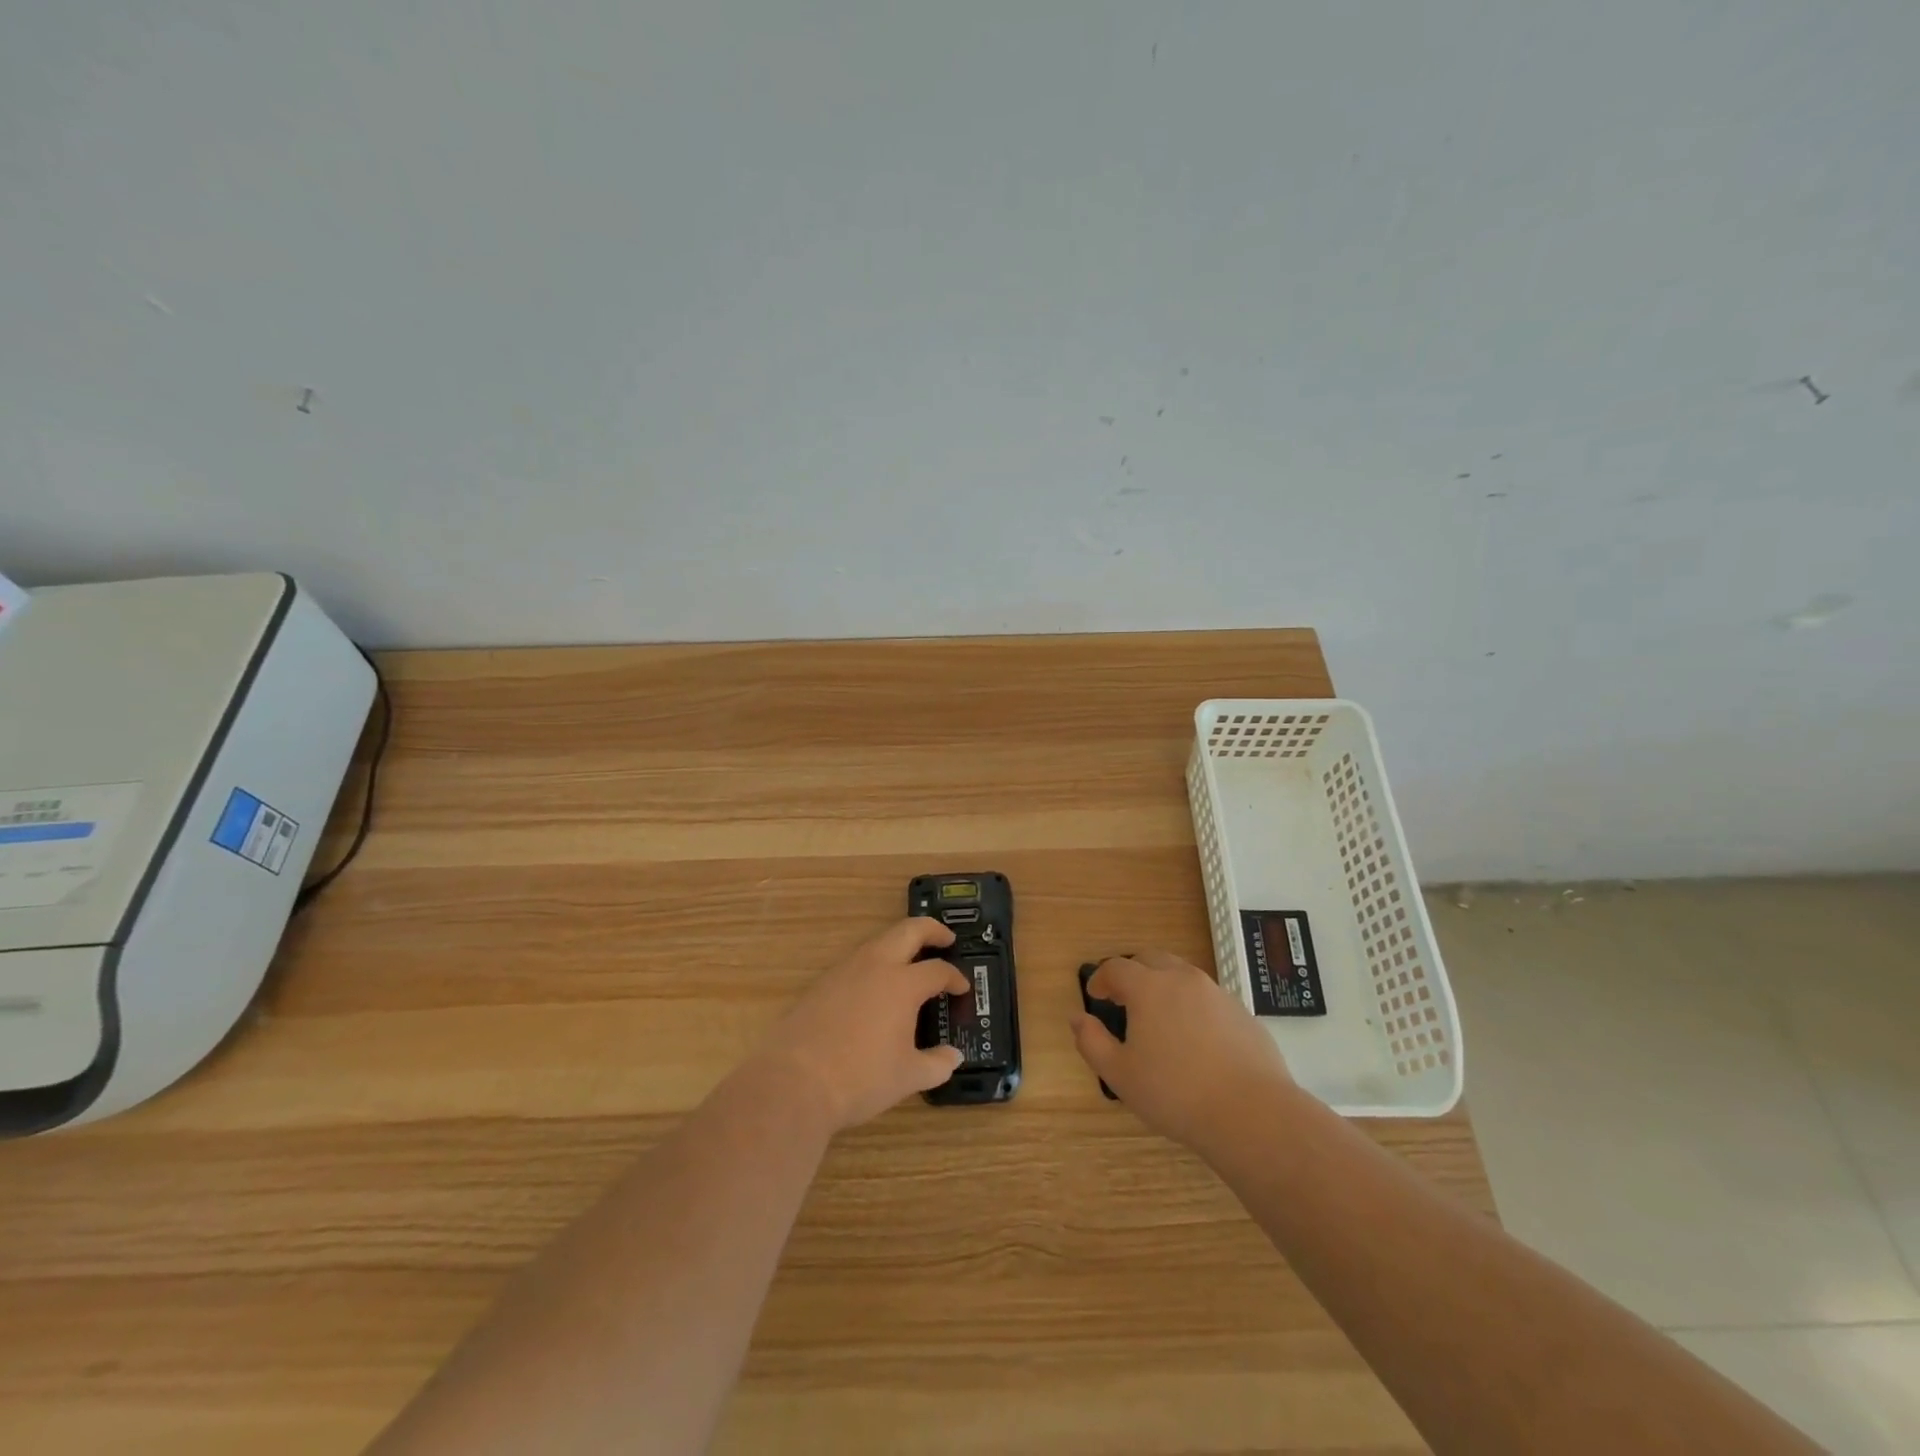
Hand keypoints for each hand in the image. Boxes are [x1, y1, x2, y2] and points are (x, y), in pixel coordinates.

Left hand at [760, 917, 970, 1133]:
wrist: (794, 1081)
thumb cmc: (860, 1079)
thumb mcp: (907, 1078)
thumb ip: (936, 1065)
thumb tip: (953, 1058)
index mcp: (902, 984)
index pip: (938, 970)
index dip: (954, 977)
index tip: (962, 988)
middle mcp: (875, 966)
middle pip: (908, 930)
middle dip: (931, 930)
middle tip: (946, 939)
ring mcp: (845, 970)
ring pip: (878, 941)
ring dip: (899, 943)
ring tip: (910, 961)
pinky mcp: (822, 982)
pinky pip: (856, 960)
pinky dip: (874, 962)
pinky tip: (874, 987)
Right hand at [1071, 950, 1294, 1149]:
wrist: (1251, 1113)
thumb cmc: (1175, 1093)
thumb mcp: (1119, 1074)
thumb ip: (1091, 1041)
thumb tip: (1077, 1018)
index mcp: (1149, 987)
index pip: (1117, 968)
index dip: (1101, 978)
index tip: (1095, 994)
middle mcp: (1183, 979)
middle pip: (1151, 959)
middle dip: (1133, 973)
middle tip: (1123, 999)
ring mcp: (1217, 993)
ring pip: (1182, 975)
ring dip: (1164, 986)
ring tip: (1158, 1019)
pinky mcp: (1242, 1013)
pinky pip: (1208, 999)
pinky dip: (1192, 1007)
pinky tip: (1194, 1040)